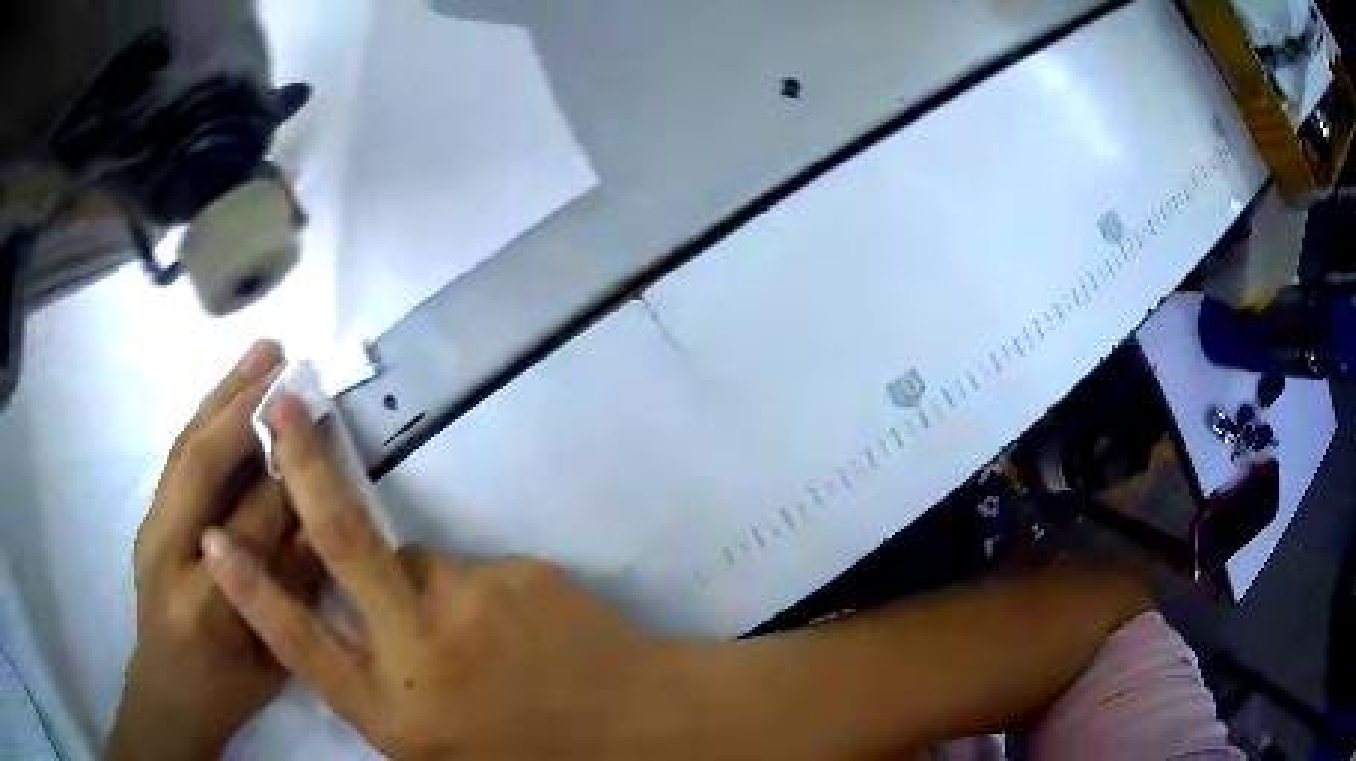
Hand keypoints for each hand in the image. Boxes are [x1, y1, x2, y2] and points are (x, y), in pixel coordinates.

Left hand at [107, 342, 321, 760]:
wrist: (169, 690)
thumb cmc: (228, 686)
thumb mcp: (273, 655)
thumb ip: (290, 584)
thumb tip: (314, 512)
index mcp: (206, 605)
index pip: (250, 525)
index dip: (284, 476)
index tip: (316, 426)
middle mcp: (167, 555)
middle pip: (202, 466)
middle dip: (244, 407)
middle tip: (283, 359)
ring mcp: (150, 529)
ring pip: (185, 448)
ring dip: (222, 394)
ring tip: (259, 353)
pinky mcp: (148, 517)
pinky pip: (178, 457)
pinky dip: (204, 415)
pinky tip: (225, 393)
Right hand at [201, 395, 696, 759]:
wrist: (636, 722)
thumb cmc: (526, 752)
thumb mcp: (431, 747)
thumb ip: (379, 691)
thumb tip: (345, 627)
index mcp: (393, 709)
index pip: (299, 643)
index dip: (251, 590)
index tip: (212, 539)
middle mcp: (419, 651)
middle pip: (343, 539)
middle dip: (307, 464)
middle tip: (286, 403)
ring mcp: (472, 604)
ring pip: (416, 563)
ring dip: (422, 588)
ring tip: (478, 641)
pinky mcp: (517, 574)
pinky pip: (472, 574)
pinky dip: (476, 598)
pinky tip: (519, 635)